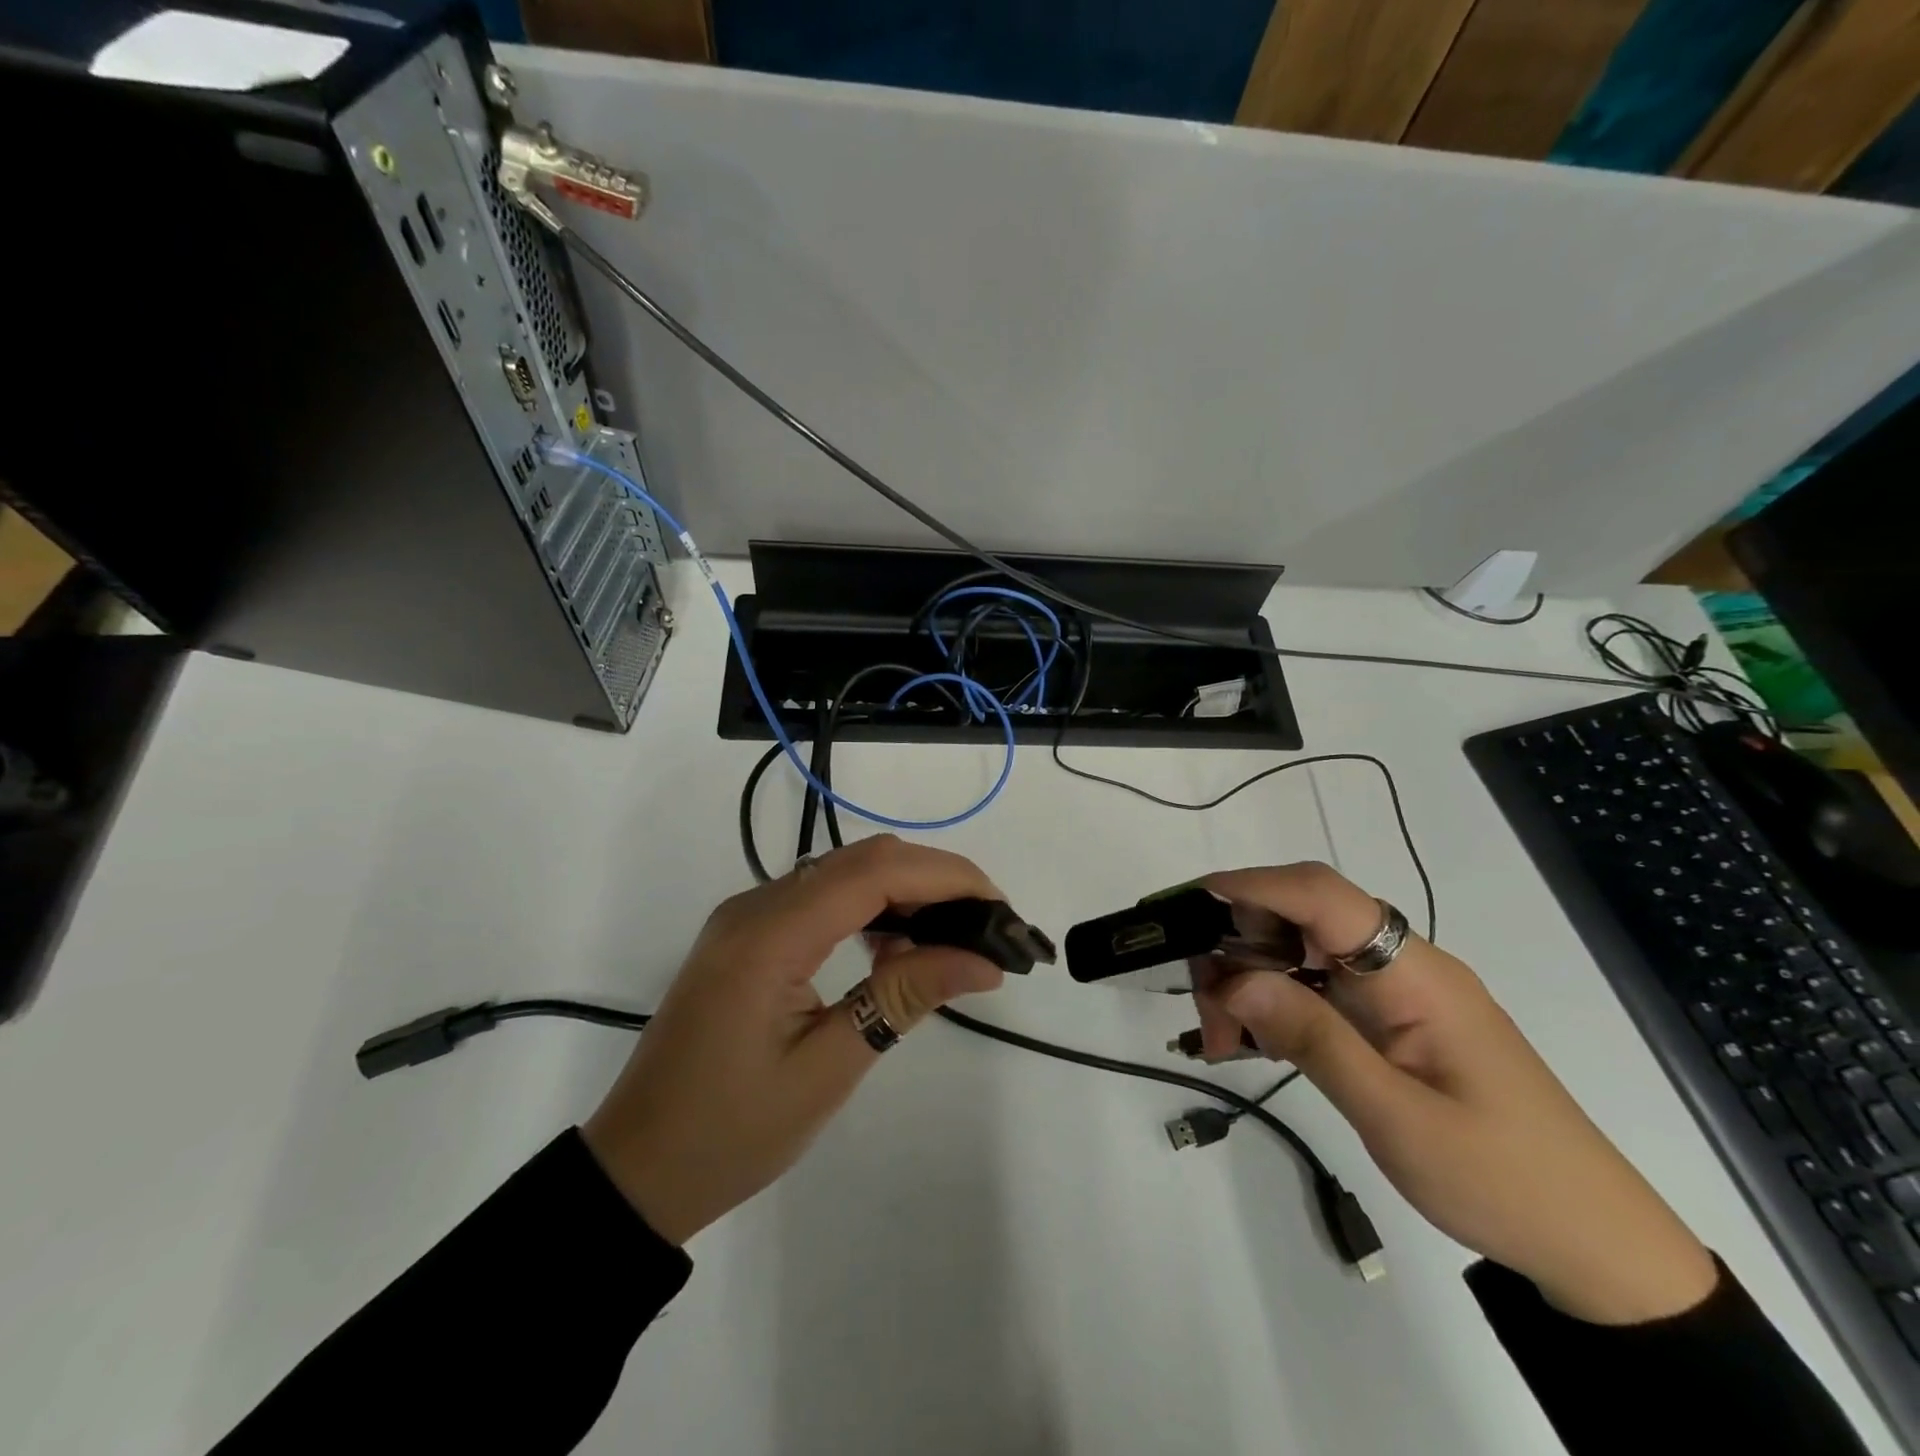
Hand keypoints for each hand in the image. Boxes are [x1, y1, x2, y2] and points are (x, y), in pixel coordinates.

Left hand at [581, 834, 1004, 1244]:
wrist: (635, 1169)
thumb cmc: (730, 1133)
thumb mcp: (827, 1069)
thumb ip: (903, 999)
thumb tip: (983, 962)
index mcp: (770, 935)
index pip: (875, 873)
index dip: (946, 877)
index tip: (1000, 907)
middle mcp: (756, 906)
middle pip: (862, 860)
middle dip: (934, 879)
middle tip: (988, 925)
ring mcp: (747, 916)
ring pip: (844, 872)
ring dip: (905, 891)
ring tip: (954, 937)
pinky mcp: (748, 935)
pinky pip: (822, 898)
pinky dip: (871, 908)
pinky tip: (896, 948)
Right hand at [1193, 862, 1717, 1324]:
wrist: (1596, 1247)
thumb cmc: (1504, 1180)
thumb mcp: (1398, 1118)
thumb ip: (1315, 1040)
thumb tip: (1236, 978)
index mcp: (1415, 974)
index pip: (1323, 896)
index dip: (1252, 886)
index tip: (1188, 903)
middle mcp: (1401, 967)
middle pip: (1300, 919)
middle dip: (1237, 946)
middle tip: (1202, 1010)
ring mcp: (1393, 994)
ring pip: (1299, 954)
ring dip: (1249, 981)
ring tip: (1219, 1037)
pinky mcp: (1387, 1021)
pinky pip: (1314, 990)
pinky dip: (1273, 1005)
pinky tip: (1249, 1039)